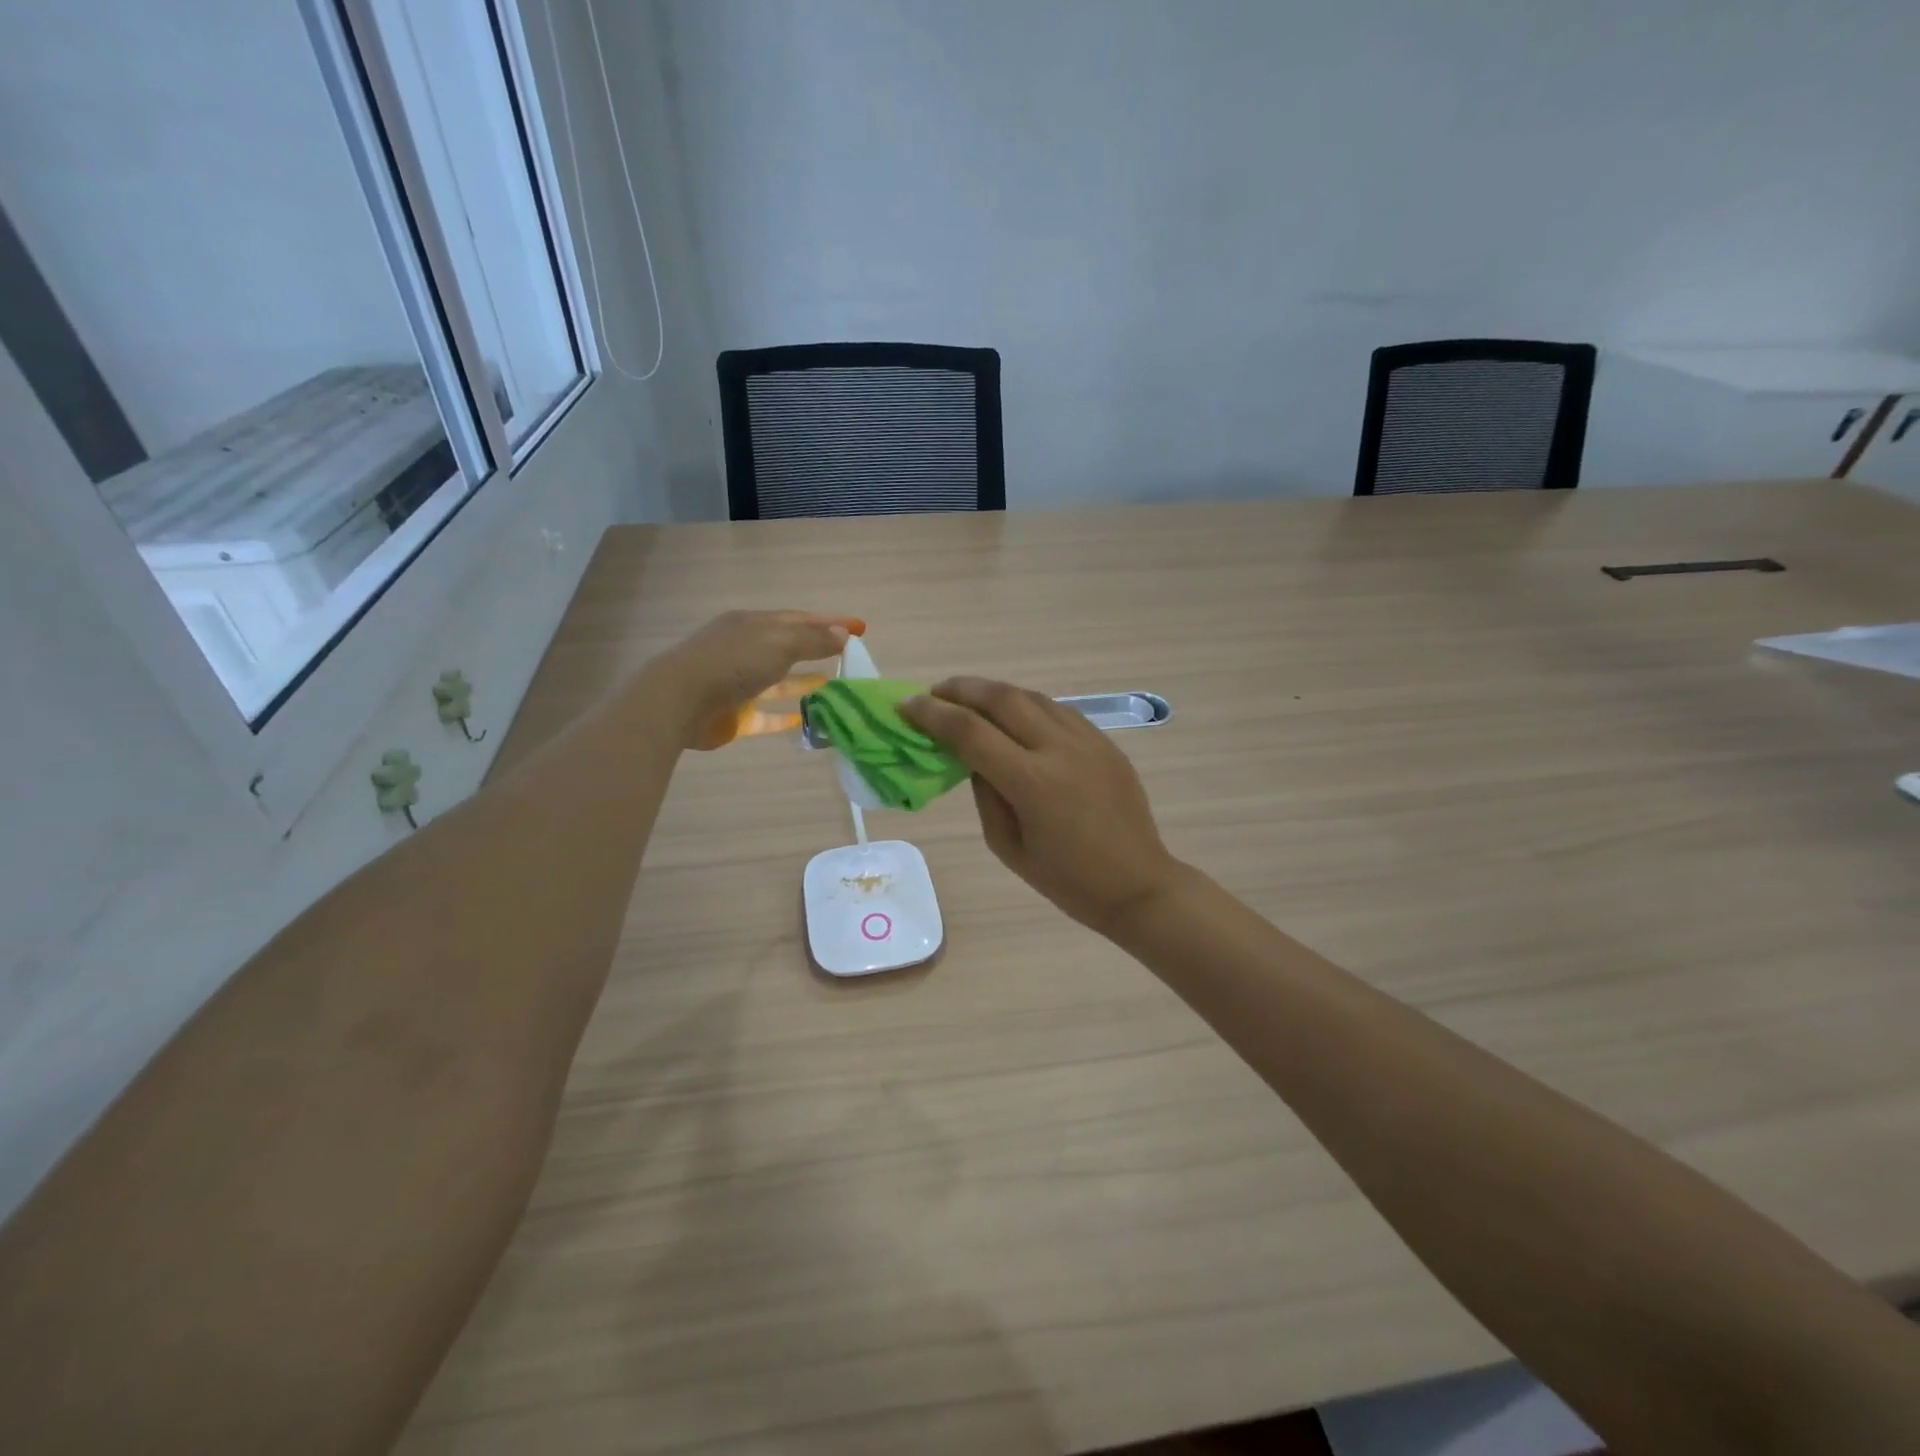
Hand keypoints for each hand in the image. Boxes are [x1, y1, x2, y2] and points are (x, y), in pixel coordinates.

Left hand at [657, 611, 863, 749]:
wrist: (680, 701)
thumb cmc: (733, 662)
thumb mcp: (779, 643)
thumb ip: (813, 640)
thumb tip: (844, 634)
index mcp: (753, 624)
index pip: (799, 619)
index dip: (830, 621)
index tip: (861, 627)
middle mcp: (745, 649)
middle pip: (789, 647)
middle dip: (818, 650)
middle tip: (850, 656)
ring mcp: (738, 682)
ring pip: (779, 681)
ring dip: (805, 681)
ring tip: (837, 685)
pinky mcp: (735, 714)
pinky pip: (768, 715)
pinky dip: (787, 715)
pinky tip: (809, 718)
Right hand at [901, 678, 1182, 935]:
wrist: (1138, 885)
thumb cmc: (1067, 881)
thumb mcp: (1008, 847)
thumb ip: (985, 795)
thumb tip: (974, 758)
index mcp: (1032, 782)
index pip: (970, 732)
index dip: (933, 714)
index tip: (907, 706)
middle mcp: (1060, 749)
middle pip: (1002, 698)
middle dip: (961, 689)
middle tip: (934, 693)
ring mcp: (1088, 740)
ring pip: (1032, 696)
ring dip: (994, 692)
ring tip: (969, 699)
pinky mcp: (1105, 742)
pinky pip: (1058, 710)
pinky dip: (1027, 705)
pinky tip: (1014, 716)